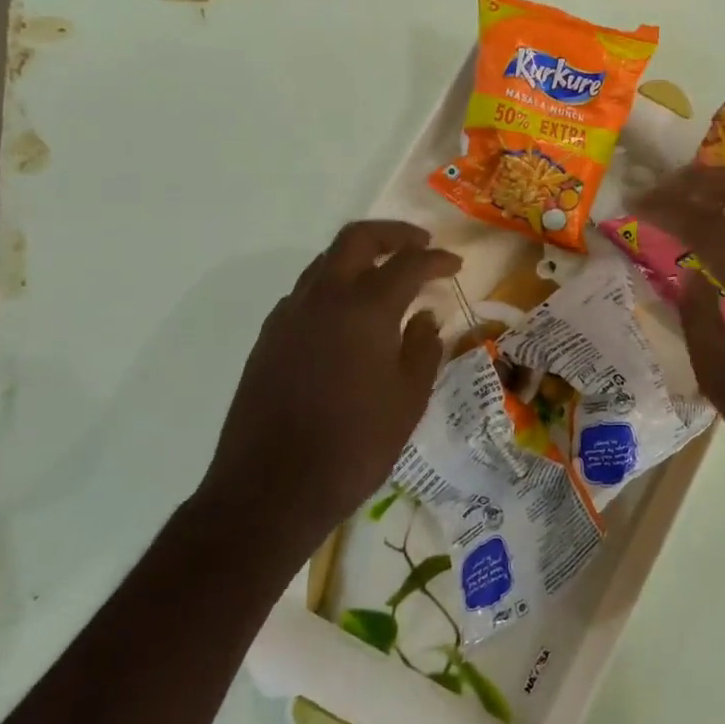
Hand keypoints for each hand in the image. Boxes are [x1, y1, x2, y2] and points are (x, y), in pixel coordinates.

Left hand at [202, 221, 460, 547]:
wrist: (270, 489)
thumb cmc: (354, 444)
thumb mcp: (408, 399)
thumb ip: (423, 348)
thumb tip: (425, 318)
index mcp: (365, 308)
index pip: (408, 264)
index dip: (436, 259)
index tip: (456, 265)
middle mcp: (323, 297)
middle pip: (356, 239)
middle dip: (392, 234)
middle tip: (419, 245)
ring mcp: (289, 315)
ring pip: (325, 262)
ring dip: (359, 258)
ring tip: (386, 277)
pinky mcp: (269, 338)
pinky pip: (306, 293)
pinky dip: (334, 287)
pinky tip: (348, 317)